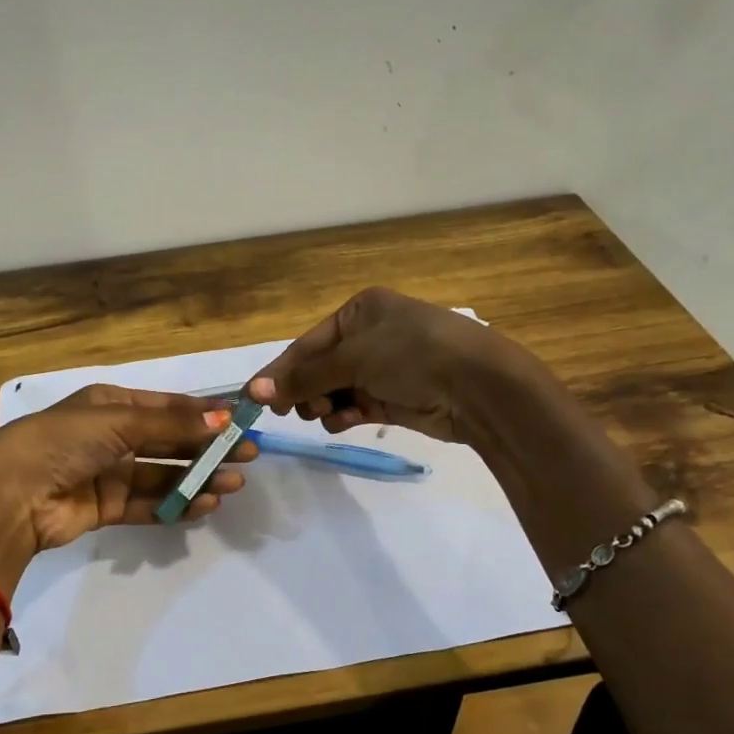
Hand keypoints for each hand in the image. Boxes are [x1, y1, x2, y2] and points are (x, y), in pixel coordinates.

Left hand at [0, 384, 256, 593]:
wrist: (11, 495)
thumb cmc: (65, 441)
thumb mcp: (120, 422)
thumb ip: (173, 424)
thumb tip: (225, 417)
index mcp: (110, 404)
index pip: (166, 406)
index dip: (203, 412)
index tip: (240, 420)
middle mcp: (110, 436)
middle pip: (168, 441)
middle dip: (206, 447)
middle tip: (247, 455)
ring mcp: (107, 473)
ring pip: (162, 474)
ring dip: (196, 478)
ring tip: (234, 483)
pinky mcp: (104, 507)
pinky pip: (147, 503)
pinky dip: (175, 504)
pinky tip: (205, 504)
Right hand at [249, 287, 508, 442]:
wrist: (479, 386)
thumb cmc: (413, 355)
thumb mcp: (353, 359)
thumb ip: (304, 378)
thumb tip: (253, 392)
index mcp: (360, 311)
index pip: (308, 343)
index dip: (281, 371)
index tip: (254, 399)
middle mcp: (371, 336)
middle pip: (320, 367)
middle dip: (304, 389)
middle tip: (291, 412)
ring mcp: (385, 368)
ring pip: (337, 389)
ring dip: (323, 404)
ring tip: (322, 414)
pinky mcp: (396, 398)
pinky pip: (357, 406)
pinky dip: (345, 415)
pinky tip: (341, 423)